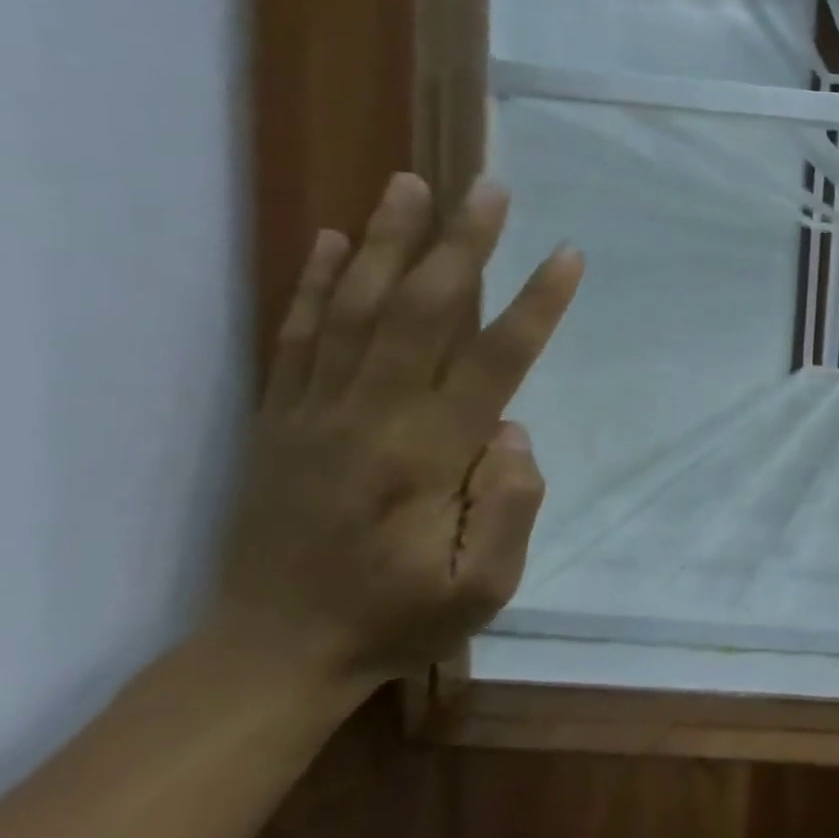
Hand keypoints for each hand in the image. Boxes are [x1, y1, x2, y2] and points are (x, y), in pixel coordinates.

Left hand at [213, 174, 583, 693]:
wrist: (271, 654)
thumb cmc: (398, 619)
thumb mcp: (483, 586)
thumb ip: (510, 505)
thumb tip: (513, 430)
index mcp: (425, 457)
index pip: (493, 361)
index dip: (536, 305)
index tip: (567, 256)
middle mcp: (367, 418)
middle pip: (419, 312)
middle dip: (462, 246)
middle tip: (489, 187)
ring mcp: (313, 413)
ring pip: (351, 307)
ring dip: (386, 241)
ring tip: (411, 183)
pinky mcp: (278, 419)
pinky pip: (295, 336)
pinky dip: (311, 282)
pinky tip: (331, 238)